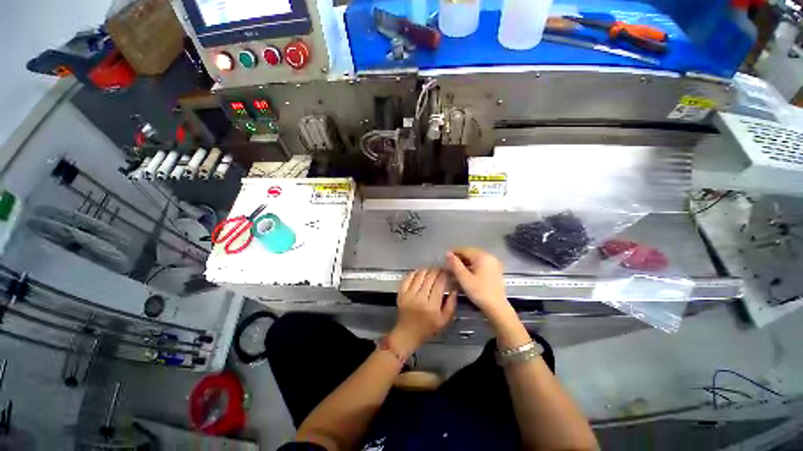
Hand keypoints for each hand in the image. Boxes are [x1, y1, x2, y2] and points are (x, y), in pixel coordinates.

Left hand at [391, 268, 456, 354]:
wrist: (407, 333)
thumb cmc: (427, 328)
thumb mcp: (444, 321)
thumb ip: (451, 305)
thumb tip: (454, 290)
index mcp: (432, 305)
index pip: (439, 283)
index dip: (445, 275)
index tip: (448, 272)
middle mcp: (420, 298)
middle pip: (430, 277)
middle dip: (437, 271)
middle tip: (441, 270)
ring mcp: (409, 294)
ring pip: (419, 275)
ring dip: (427, 270)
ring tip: (431, 270)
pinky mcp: (401, 293)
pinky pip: (408, 278)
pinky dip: (414, 273)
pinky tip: (419, 272)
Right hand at [446, 247, 510, 320]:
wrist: (497, 307)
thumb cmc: (479, 291)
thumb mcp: (464, 277)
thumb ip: (455, 264)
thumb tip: (447, 253)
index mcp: (482, 256)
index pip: (465, 250)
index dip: (454, 252)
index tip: (444, 257)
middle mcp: (489, 256)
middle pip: (471, 253)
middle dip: (459, 257)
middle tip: (449, 264)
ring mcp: (493, 263)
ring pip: (476, 258)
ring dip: (465, 262)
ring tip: (456, 268)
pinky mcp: (495, 270)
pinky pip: (481, 263)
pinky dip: (473, 266)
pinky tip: (466, 272)